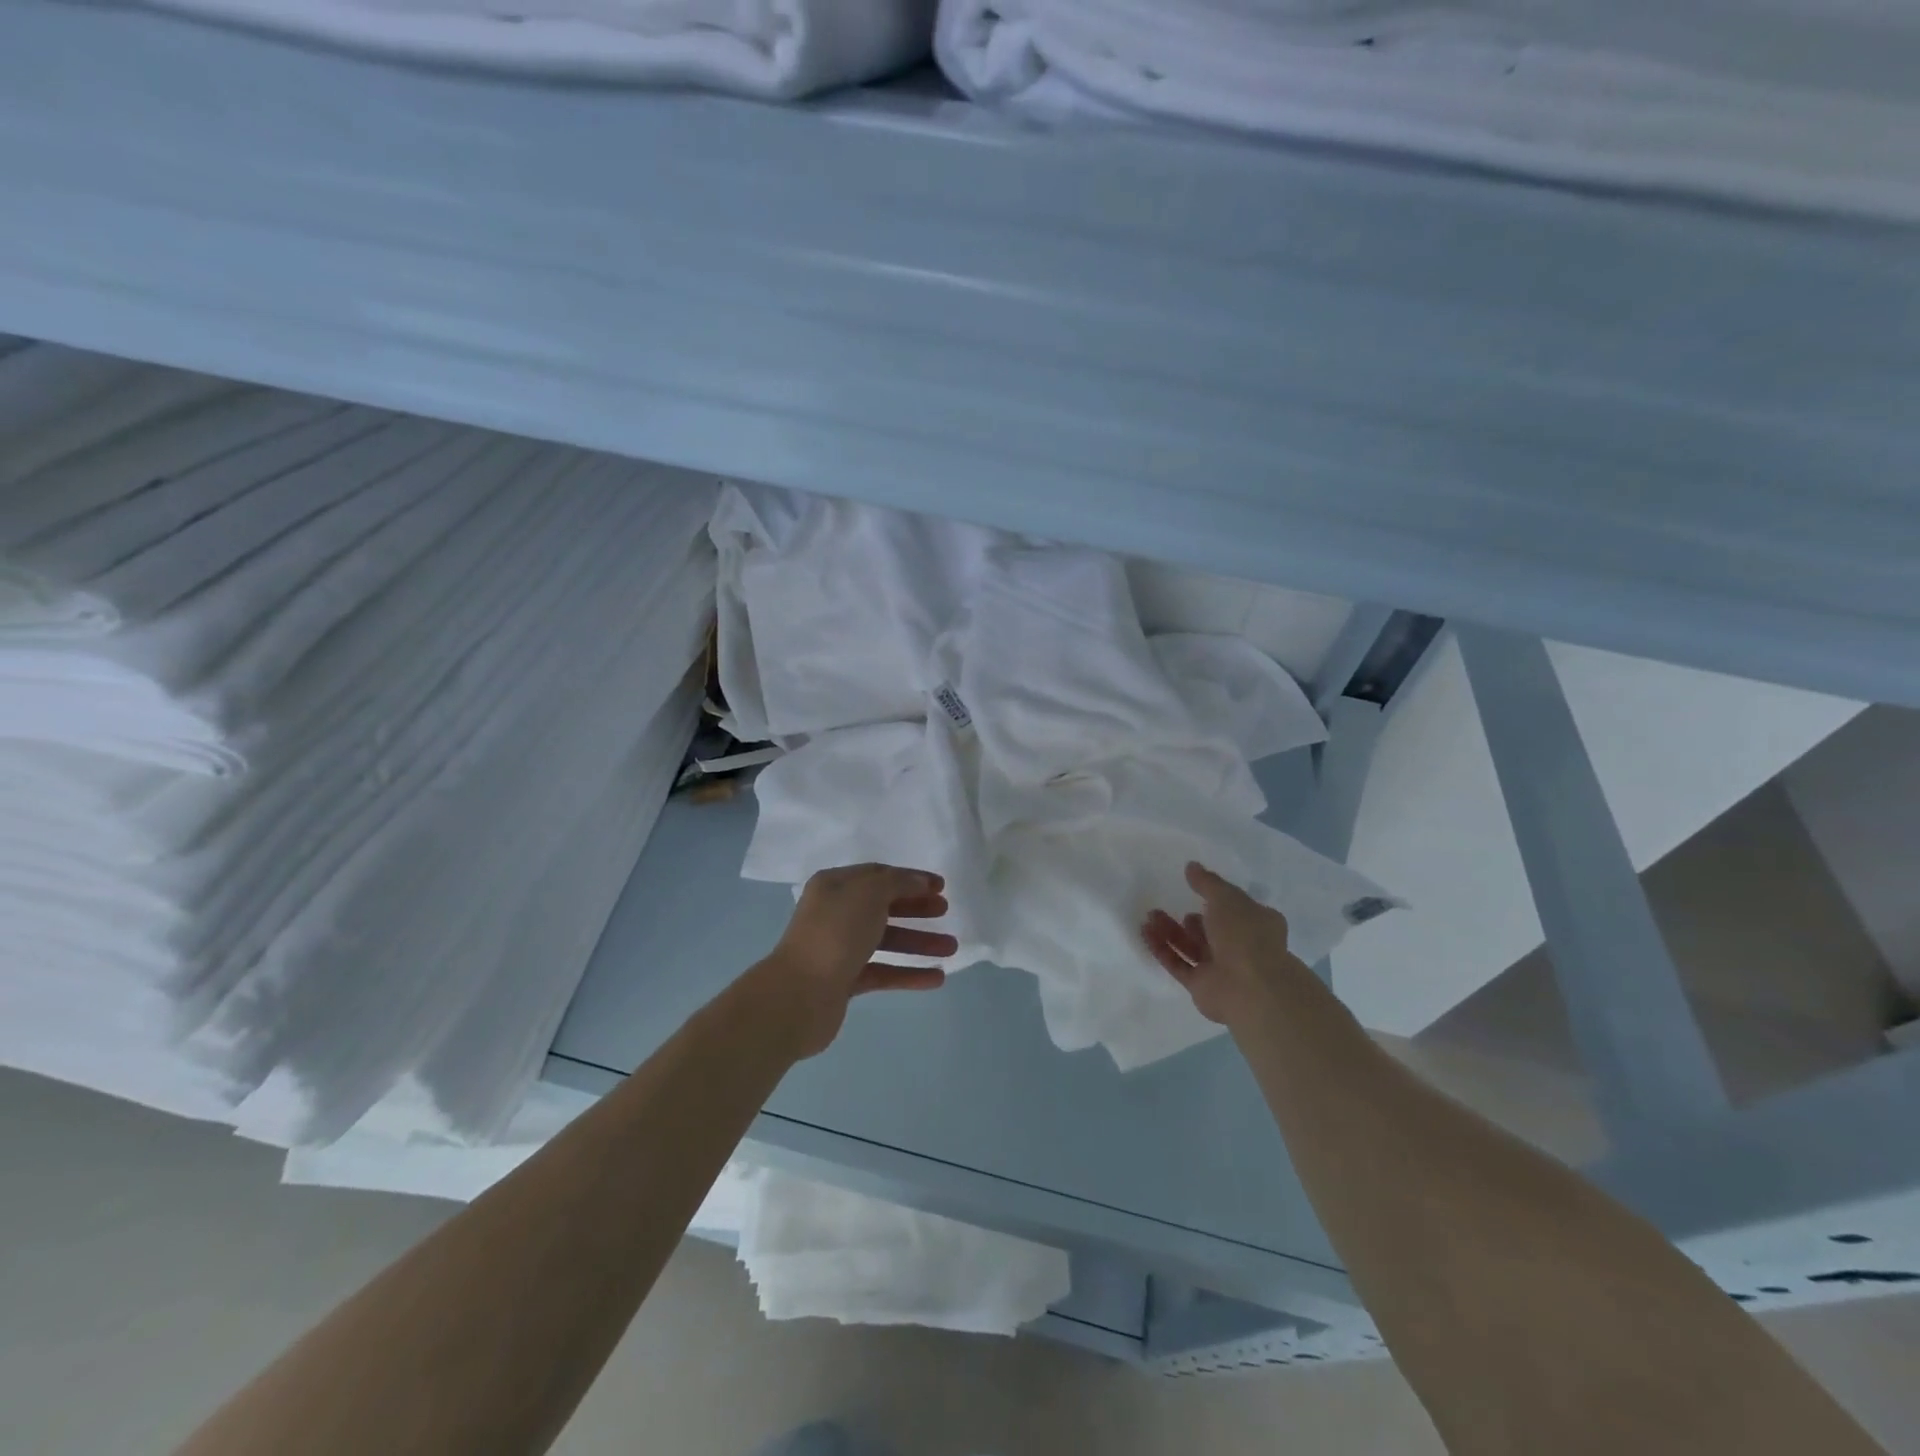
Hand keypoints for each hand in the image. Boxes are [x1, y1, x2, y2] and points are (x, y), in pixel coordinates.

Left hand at [754, 863, 956, 1058]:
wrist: (799, 995)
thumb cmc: (835, 933)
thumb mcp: (869, 894)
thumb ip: (898, 883)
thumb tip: (919, 881)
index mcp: (835, 886)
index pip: (878, 875)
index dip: (910, 878)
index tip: (941, 886)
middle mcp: (835, 913)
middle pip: (883, 906)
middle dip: (916, 908)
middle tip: (945, 911)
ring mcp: (839, 948)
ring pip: (886, 940)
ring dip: (918, 942)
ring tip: (951, 948)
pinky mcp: (844, 981)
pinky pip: (883, 972)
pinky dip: (908, 973)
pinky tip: (937, 978)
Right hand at [1142, 861, 1299, 1025]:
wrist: (1249, 988)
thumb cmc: (1244, 935)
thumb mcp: (1226, 897)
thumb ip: (1207, 882)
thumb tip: (1191, 866)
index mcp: (1257, 924)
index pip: (1236, 909)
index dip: (1216, 899)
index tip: (1194, 888)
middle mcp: (1241, 946)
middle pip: (1210, 930)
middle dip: (1188, 918)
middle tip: (1164, 904)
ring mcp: (1221, 969)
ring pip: (1192, 947)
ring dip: (1171, 931)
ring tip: (1150, 916)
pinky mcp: (1202, 986)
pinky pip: (1178, 964)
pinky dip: (1162, 949)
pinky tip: (1145, 933)